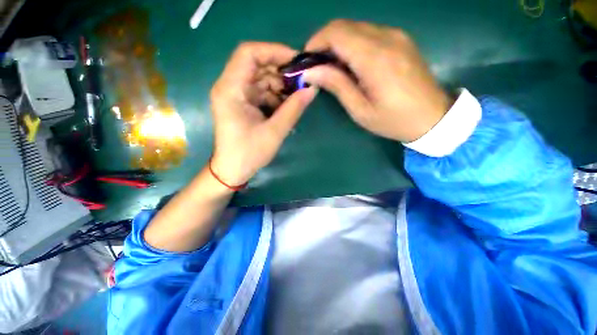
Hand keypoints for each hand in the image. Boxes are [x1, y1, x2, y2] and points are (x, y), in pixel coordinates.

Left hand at [209, 42, 317, 185]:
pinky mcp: (242, 105)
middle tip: (301, 84)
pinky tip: (285, 108)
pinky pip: (261, 93)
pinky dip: (275, 97)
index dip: (274, 51)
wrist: (233, 170)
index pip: (249, 53)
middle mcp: (230, 87)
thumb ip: (293, 109)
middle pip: (256, 66)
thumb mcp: (274, 132)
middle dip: (281, 73)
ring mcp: (236, 96)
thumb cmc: (249, 153)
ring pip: (261, 80)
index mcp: (231, 90)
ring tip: (295, 100)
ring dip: (280, 87)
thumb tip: (312, 90)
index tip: (296, 62)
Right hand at [303, 20, 452, 142]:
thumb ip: (337, 85)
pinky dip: (353, 44)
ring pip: (356, 27)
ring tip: (332, 68)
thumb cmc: (393, 120)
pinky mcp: (400, 39)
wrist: (432, 117)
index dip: (316, 42)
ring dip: (338, 43)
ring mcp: (396, 35)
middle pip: (344, 26)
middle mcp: (386, 38)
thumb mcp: (360, 110)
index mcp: (375, 58)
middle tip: (317, 67)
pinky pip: (368, 33)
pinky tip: (351, 63)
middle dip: (324, 42)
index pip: (337, 33)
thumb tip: (311, 71)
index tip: (307, 61)